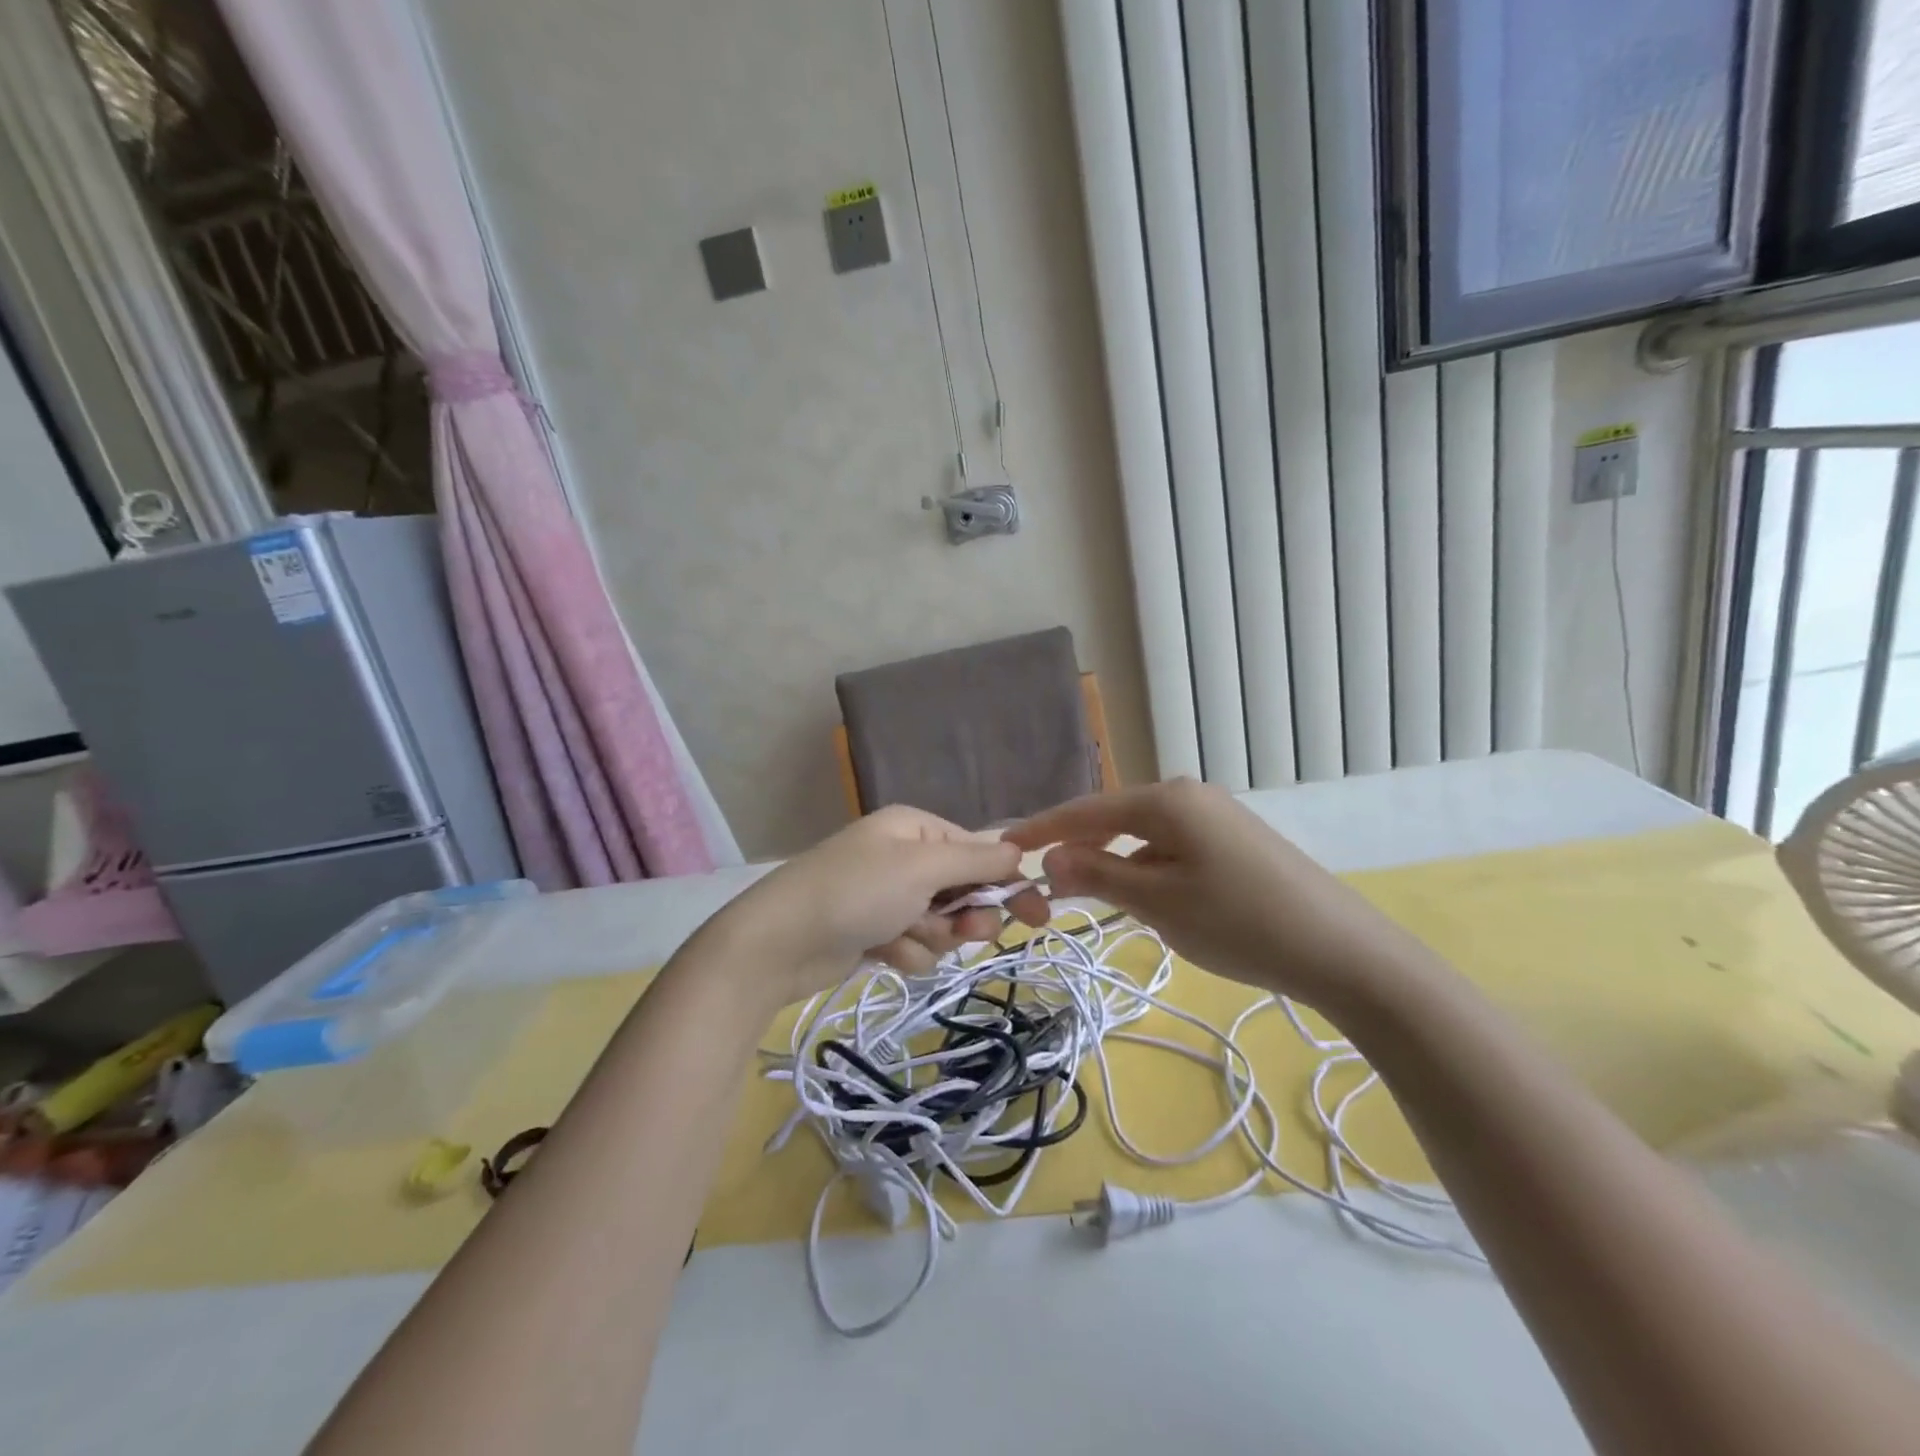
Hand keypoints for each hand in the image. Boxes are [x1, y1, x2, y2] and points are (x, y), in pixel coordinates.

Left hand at [706, 806, 1049, 1009]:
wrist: (778, 943)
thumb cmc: (856, 892)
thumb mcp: (921, 867)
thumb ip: (975, 858)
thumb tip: (1019, 849)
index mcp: (915, 829)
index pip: (978, 850)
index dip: (1007, 881)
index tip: (1038, 914)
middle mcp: (903, 857)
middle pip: (963, 890)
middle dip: (965, 916)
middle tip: (965, 934)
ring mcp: (887, 896)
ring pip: (942, 925)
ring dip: (931, 938)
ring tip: (902, 937)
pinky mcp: (874, 932)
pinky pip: (914, 945)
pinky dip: (905, 952)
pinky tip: (881, 952)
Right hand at [1005, 779, 1431, 1015]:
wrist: (1343, 951)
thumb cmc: (1239, 922)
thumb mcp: (1158, 902)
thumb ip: (1098, 876)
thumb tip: (1051, 859)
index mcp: (1167, 800)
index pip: (1086, 810)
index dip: (1043, 829)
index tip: (1005, 845)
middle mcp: (1190, 796)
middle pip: (1115, 818)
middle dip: (1079, 849)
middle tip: (1045, 883)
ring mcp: (1217, 817)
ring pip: (1144, 837)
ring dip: (1116, 864)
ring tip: (1095, 899)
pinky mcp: (1235, 842)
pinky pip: (1173, 849)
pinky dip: (1149, 871)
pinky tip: (1152, 902)